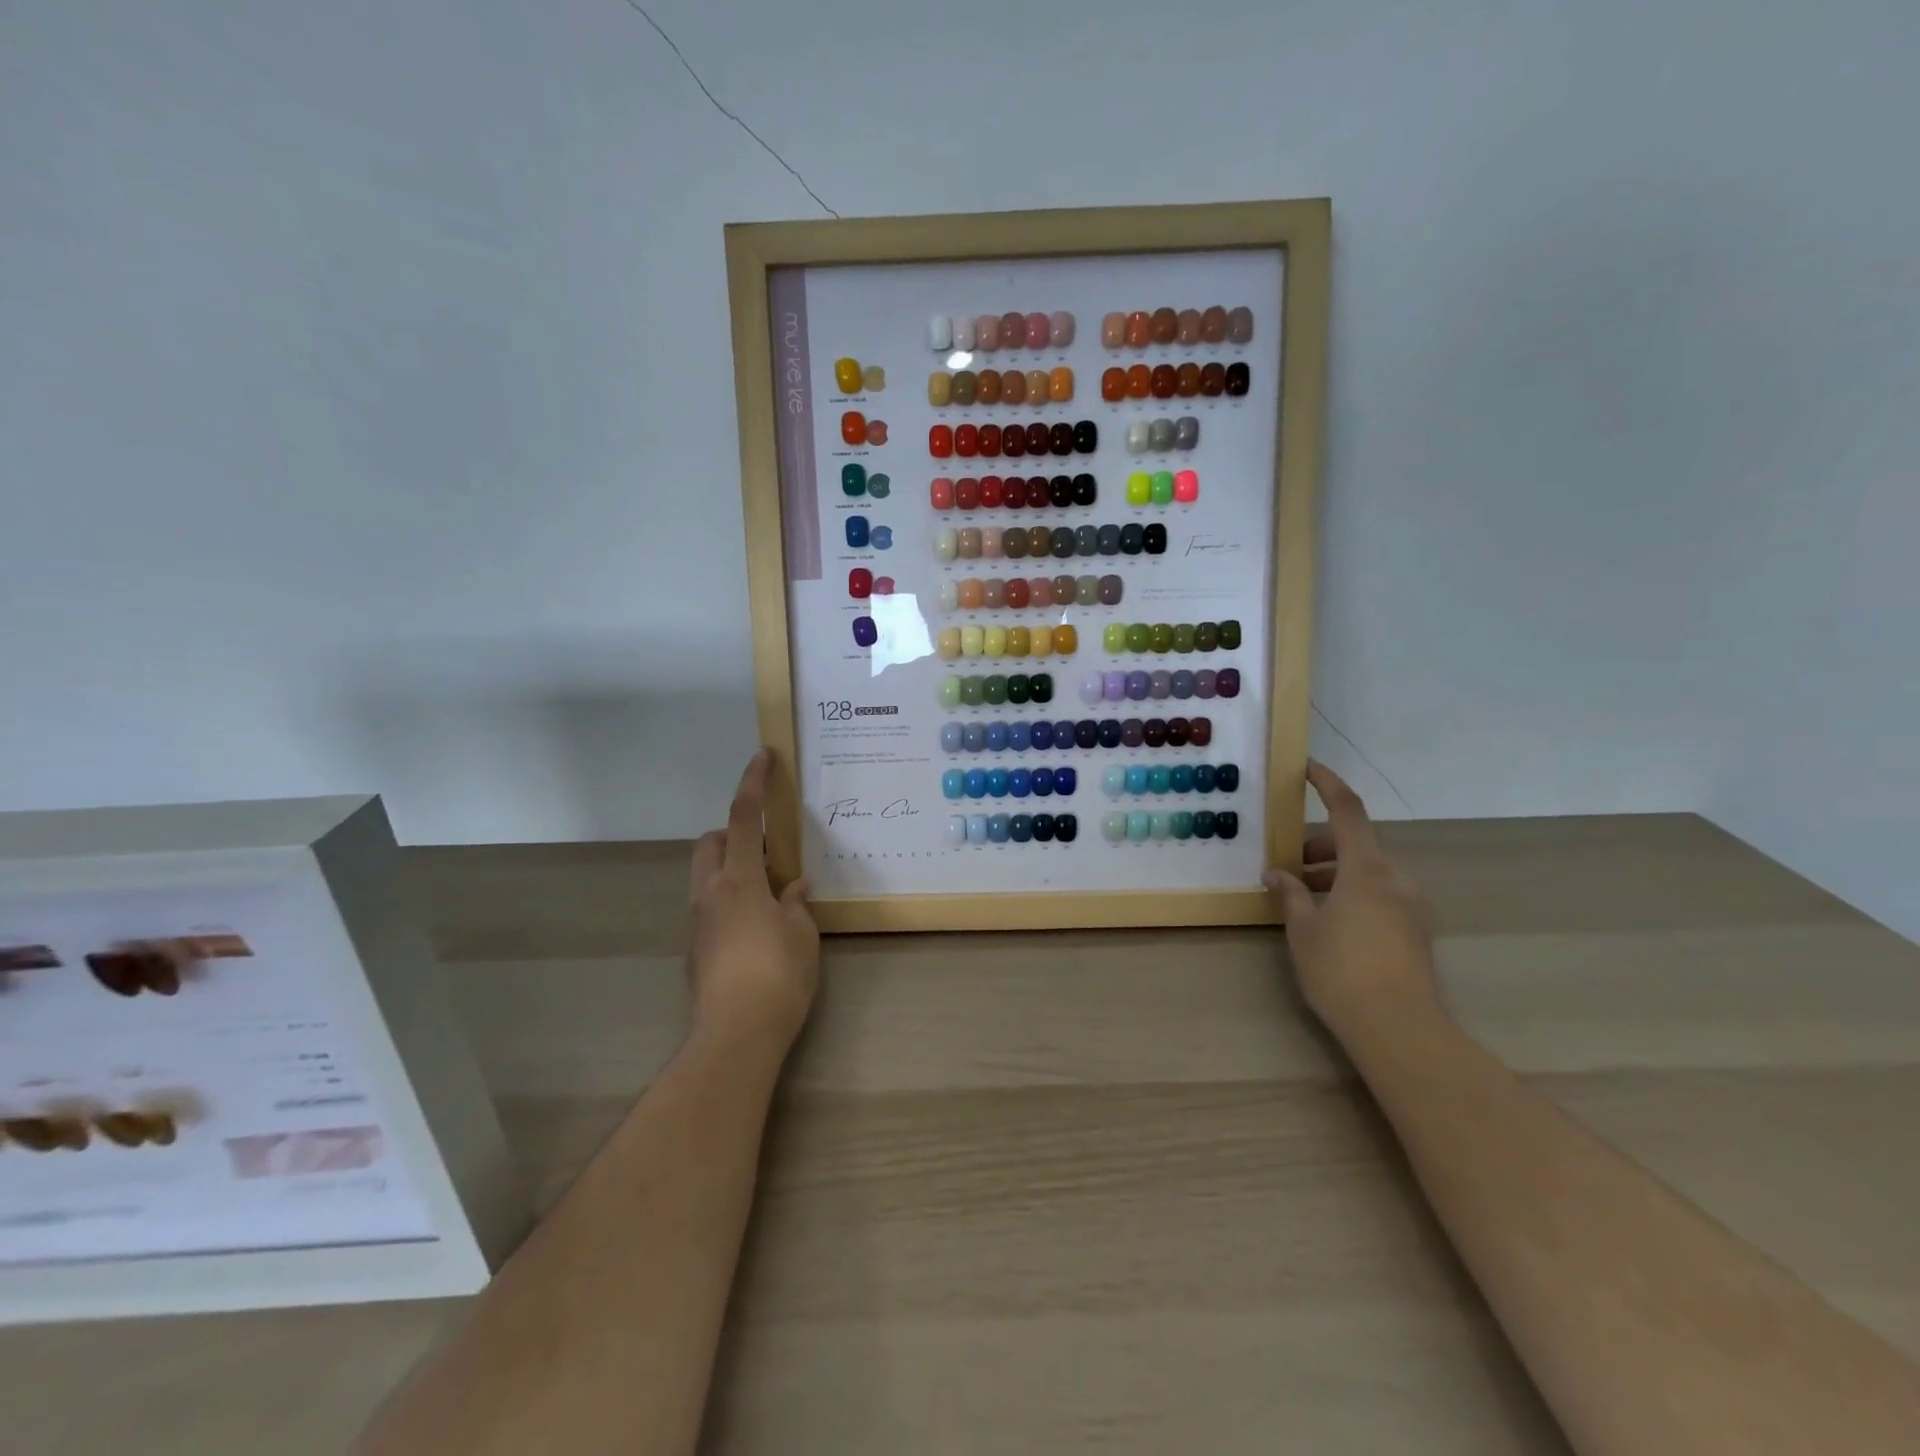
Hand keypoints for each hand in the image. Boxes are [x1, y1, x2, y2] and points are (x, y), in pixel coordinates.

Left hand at [686, 750, 820, 1052]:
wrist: (734, 1036)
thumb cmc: (777, 976)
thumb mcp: (801, 934)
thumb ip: (795, 903)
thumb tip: (793, 886)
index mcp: (738, 880)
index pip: (743, 818)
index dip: (753, 784)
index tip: (762, 757)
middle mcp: (709, 893)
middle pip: (711, 842)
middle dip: (734, 831)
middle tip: (768, 846)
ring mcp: (698, 922)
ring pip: (706, 874)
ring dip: (732, 866)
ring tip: (768, 889)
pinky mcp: (696, 948)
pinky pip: (710, 904)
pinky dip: (730, 896)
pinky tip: (758, 924)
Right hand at [1264, 761, 1440, 1039]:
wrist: (1400, 1030)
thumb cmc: (1342, 971)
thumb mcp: (1303, 930)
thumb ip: (1290, 894)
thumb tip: (1276, 873)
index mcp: (1367, 870)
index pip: (1348, 811)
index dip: (1328, 785)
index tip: (1308, 768)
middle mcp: (1396, 880)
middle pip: (1356, 846)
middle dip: (1319, 848)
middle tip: (1286, 868)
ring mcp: (1411, 908)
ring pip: (1367, 874)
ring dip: (1334, 875)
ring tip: (1301, 900)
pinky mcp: (1416, 933)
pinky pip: (1379, 896)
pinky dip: (1352, 895)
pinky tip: (1329, 923)